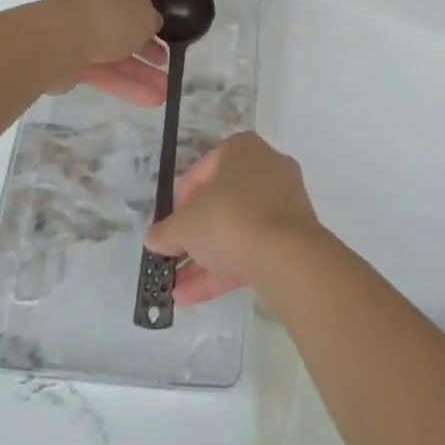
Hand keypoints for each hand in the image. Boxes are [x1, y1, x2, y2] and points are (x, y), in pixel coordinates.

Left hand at [40, 0, 166, 105]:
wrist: (56, 42)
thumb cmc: (106, 14)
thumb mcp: (144, 15)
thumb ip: (152, 19)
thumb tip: (151, 24)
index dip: (151, 7)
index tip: (166, 24)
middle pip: (121, 22)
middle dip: (146, 47)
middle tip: (165, 61)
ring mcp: (72, 27)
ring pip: (112, 49)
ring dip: (138, 70)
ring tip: (164, 90)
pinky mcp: (65, 57)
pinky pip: (99, 68)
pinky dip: (122, 82)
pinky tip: (148, 99)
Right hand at [144, 132, 324, 304]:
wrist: (287, 256)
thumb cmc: (230, 219)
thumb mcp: (186, 224)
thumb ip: (166, 231)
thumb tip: (152, 238)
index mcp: (242, 149)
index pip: (203, 169)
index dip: (180, 199)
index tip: (168, 224)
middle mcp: (266, 168)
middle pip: (221, 201)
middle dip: (195, 232)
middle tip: (174, 253)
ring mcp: (283, 204)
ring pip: (237, 229)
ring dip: (205, 257)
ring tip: (176, 286)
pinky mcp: (292, 238)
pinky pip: (251, 249)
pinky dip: (224, 269)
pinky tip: (192, 296)